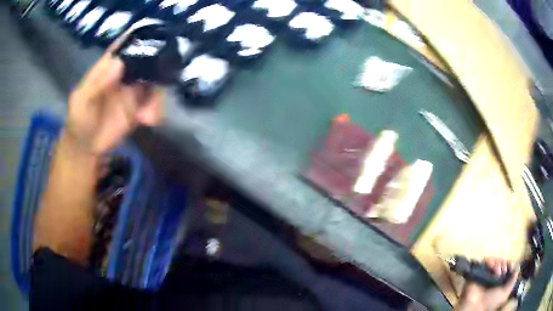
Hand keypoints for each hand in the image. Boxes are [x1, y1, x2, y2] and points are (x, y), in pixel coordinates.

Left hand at [67, 43, 163, 153]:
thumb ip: (96, 85)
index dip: (138, 39)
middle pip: (146, 61)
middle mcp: (123, 75)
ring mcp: (132, 91)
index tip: (153, 38)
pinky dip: (155, 109)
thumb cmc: (79, 121)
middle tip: (158, 81)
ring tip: (147, 116)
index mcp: (108, 67)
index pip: (124, 47)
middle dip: (156, 67)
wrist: (87, 148)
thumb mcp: (81, 102)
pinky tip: (148, 121)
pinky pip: (154, 102)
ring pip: (154, 81)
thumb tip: (119, 64)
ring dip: (156, 96)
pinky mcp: (139, 107)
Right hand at [457, 258, 518, 310]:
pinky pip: (486, 261)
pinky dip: (489, 261)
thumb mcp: (505, 294)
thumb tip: (517, 268)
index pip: (508, 267)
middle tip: (501, 272)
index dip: (510, 265)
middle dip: (503, 264)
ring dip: (497, 263)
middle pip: (503, 262)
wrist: (476, 305)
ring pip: (496, 260)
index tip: (510, 268)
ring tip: (495, 270)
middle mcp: (496, 276)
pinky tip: (490, 266)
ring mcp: (488, 274)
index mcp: (502, 280)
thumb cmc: (491, 301)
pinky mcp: (480, 271)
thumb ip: (512, 281)